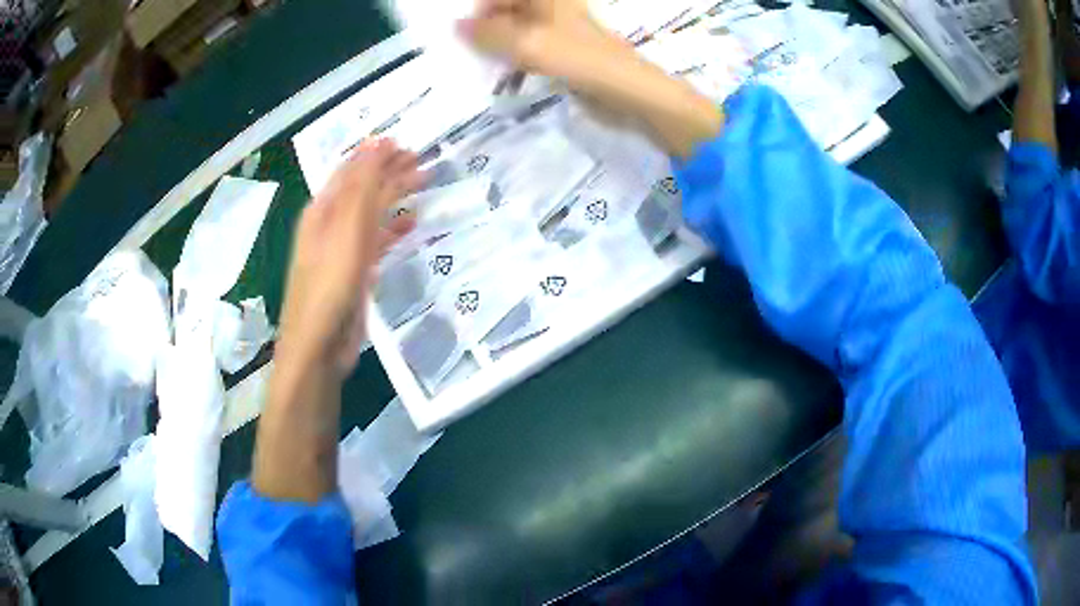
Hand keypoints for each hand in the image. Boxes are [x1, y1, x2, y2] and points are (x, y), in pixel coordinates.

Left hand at [276, 139, 419, 377]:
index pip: (350, 170)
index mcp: (322, 210)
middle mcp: (330, 225)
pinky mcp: (354, 273)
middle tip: (422, 160)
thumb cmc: (329, 285)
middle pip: (362, 188)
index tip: (405, 143)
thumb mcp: (346, 230)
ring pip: (372, 213)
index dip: (375, 154)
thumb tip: (377, 144)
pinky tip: (411, 224)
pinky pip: (376, 241)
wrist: (319, 346)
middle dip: (389, 171)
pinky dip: (393, 229)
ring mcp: (342, 250)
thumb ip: (363, 187)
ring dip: (395, 196)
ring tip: (422, 183)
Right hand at [459, 0, 722, 157]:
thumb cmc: (580, 60)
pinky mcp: (563, 54)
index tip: (461, 35)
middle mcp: (551, 8)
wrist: (629, 93)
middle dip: (484, 29)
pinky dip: (513, 61)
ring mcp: (558, 31)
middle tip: (465, 51)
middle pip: (507, 11)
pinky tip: (501, 76)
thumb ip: (488, 35)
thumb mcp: (527, 44)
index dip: (478, 11)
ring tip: (478, 65)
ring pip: (515, 32)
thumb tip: (455, 27)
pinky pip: (528, 51)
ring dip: (496, 47)